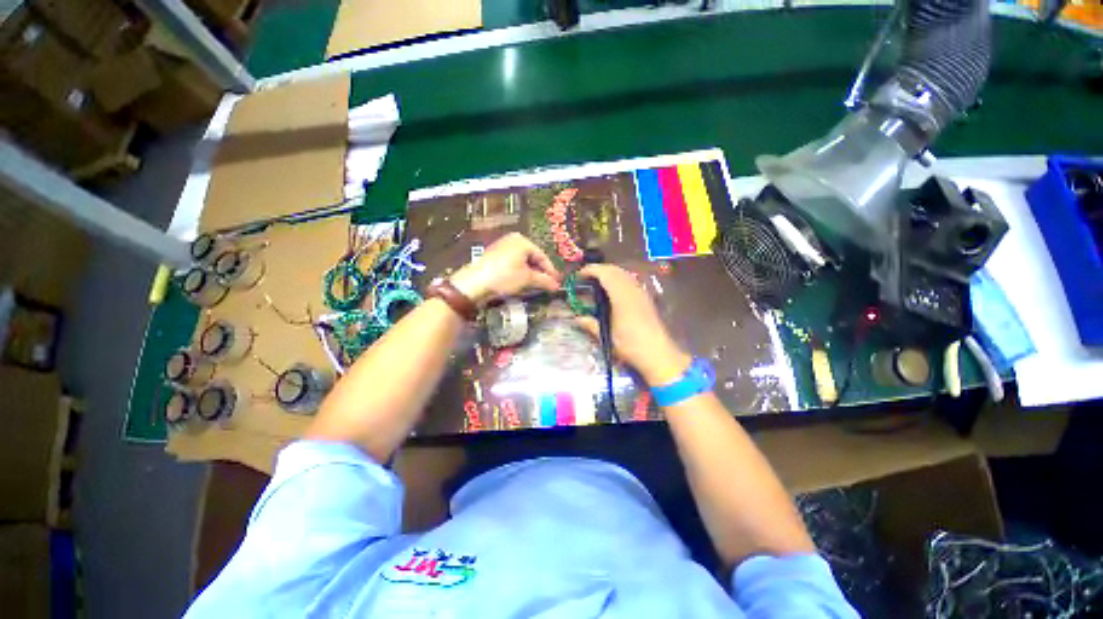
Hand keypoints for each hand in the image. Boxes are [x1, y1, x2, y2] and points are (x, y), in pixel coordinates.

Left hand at [449, 233, 561, 304]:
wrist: (474, 283)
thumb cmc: (504, 277)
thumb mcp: (527, 279)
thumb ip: (544, 281)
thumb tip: (557, 286)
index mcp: (522, 241)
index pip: (542, 256)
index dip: (550, 271)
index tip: (557, 283)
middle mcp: (512, 240)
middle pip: (532, 258)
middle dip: (540, 273)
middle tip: (548, 285)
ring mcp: (502, 247)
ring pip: (523, 262)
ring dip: (531, 274)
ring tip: (536, 286)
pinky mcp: (494, 257)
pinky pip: (513, 264)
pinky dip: (520, 273)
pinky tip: (522, 283)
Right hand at [575, 264, 690, 385]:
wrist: (657, 353)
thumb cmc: (630, 344)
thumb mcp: (606, 336)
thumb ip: (591, 324)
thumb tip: (577, 319)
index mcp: (621, 295)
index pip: (605, 273)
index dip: (591, 270)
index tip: (579, 275)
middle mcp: (632, 289)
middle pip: (615, 270)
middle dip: (599, 269)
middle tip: (586, 277)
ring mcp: (641, 293)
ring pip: (624, 274)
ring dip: (610, 273)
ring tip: (597, 283)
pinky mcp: (646, 298)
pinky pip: (630, 281)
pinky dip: (619, 279)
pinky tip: (613, 292)